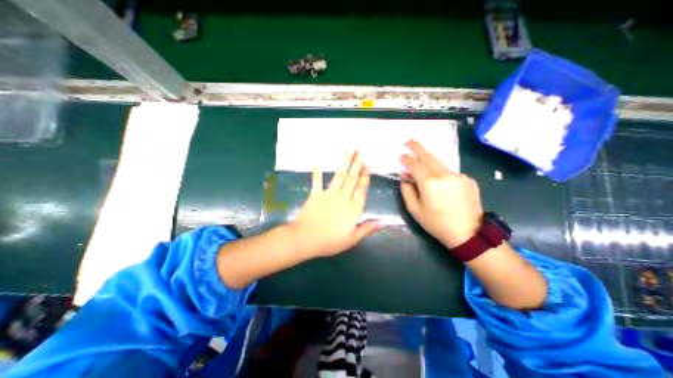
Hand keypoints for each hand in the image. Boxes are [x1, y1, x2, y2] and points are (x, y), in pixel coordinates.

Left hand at [288, 151, 383, 256]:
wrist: (306, 239)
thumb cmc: (330, 241)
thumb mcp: (352, 239)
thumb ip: (367, 228)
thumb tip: (384, 222)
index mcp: (353, 208)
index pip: (361, 188)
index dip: (365, 175)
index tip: (367, 163)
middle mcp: (343, 197)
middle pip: (352, 178)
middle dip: (356, 163)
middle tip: (360, 150)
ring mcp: (329, 194)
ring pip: (339, 175)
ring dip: (344, 162)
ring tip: (349, 150)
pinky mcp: (316, 194)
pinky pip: (317, 180)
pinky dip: (317, 170)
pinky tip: (318, 160)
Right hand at [398, 139, 482, 248]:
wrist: (468, 233)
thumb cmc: (436, 223)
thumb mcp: (415, 210)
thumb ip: (407, 190)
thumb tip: (405, 177)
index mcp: (430, 183)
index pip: (415, 165)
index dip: (406, 160)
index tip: (401, 155)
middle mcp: (444, 175)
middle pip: (428, 157)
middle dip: (418, 148)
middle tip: (409, 141)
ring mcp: (458, 176)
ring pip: (440, 165)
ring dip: (430, 163)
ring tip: (423, 165)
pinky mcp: (468, 180)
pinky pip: (450, 173)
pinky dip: (442, 175)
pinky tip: (442, 186)